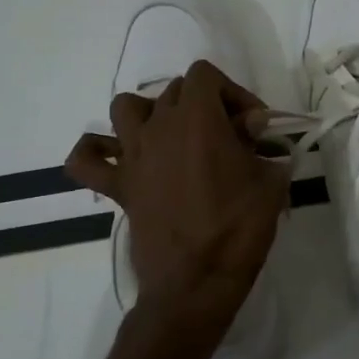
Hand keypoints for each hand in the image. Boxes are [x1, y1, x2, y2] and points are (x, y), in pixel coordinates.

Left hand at [66, 60, 288, 320]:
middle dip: (206, 105)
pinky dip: (96, 152)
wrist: (196, 282)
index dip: (233, 93)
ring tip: (174, 137)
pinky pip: (87, 160)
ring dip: (150, 113)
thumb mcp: (272, 182)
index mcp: (197, 118)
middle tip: (230, 139)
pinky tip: (118, 159)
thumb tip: (255, 134)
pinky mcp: (118, 187)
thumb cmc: (239, 228)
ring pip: (125, 108)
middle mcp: (158, 127)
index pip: (206, 75)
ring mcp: (133, 156)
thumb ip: (265, 149)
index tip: (254, 127)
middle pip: (175, 90)